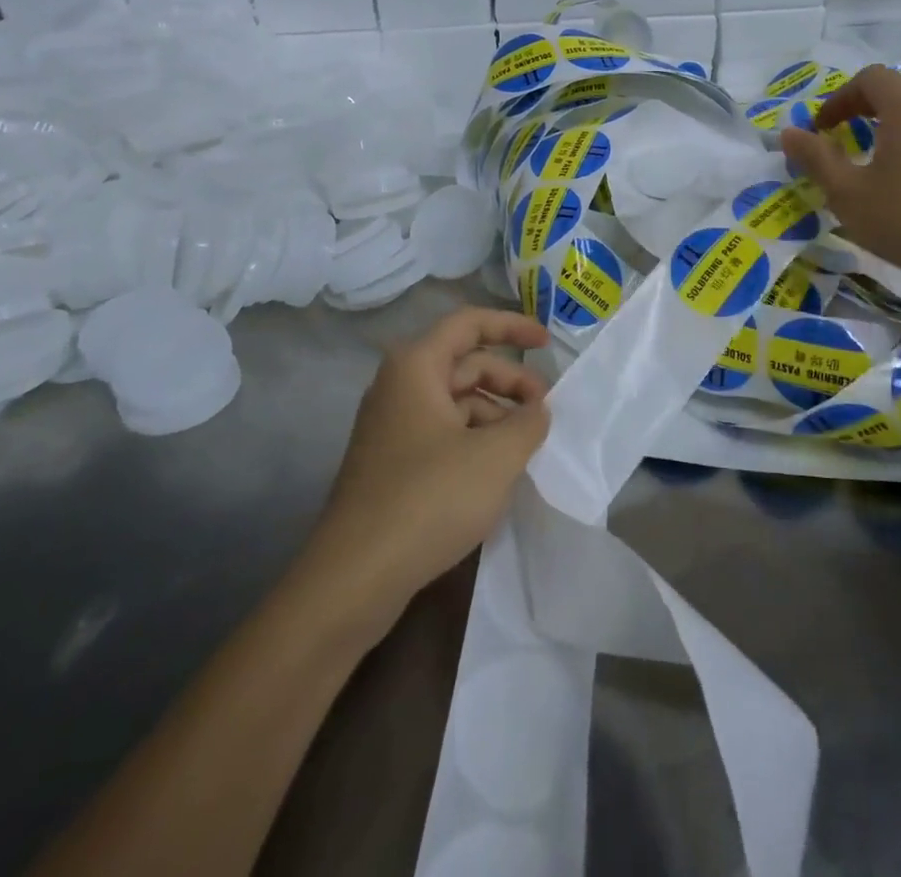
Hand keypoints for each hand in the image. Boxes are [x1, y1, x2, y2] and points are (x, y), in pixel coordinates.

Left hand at [304, 308, 551, 624]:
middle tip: (545, 411)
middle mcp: (399, 386)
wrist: (354, 577)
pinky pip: (442, 433)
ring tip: (526, 449)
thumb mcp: (496, 457)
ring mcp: (391, 426)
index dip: (512, 326)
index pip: (469, 323)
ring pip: (455, 402)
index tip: (546, 342)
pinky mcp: (391, 463)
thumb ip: (528, 422)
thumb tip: (536, 411)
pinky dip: (475, 440)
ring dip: (496, 415)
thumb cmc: (429, 499)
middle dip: (510, 381)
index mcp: (416, 366)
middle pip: (465, 364)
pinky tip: (496, 473)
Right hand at [779, 64, 900, 292]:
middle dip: (864, 112)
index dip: (839, 98)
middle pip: (898, 94)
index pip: (870, 79)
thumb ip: (815, 157)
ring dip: (893, 130)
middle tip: (842, 142)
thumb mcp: (846, 192)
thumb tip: (789, 133)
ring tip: (876, 164)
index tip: (822, 128)